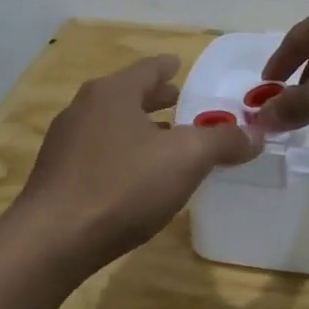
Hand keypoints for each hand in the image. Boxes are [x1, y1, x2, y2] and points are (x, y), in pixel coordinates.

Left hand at [17, 55, 260, 266]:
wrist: (52, 242)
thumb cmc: (123, 186)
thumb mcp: (186, 159)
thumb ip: (224, 141)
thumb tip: (256, 134)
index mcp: (113, 93)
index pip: (148, 69)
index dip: (170, 68)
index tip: (182, 67)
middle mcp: (84, 109)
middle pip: (128, 95)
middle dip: (156, 99)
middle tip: (182, 103)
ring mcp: (66, 144)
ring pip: (112, 125)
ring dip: (140, 129)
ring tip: (166, 141)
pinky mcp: (58, 177)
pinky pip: (100, 154)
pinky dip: (123, 154)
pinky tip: (138, 178)